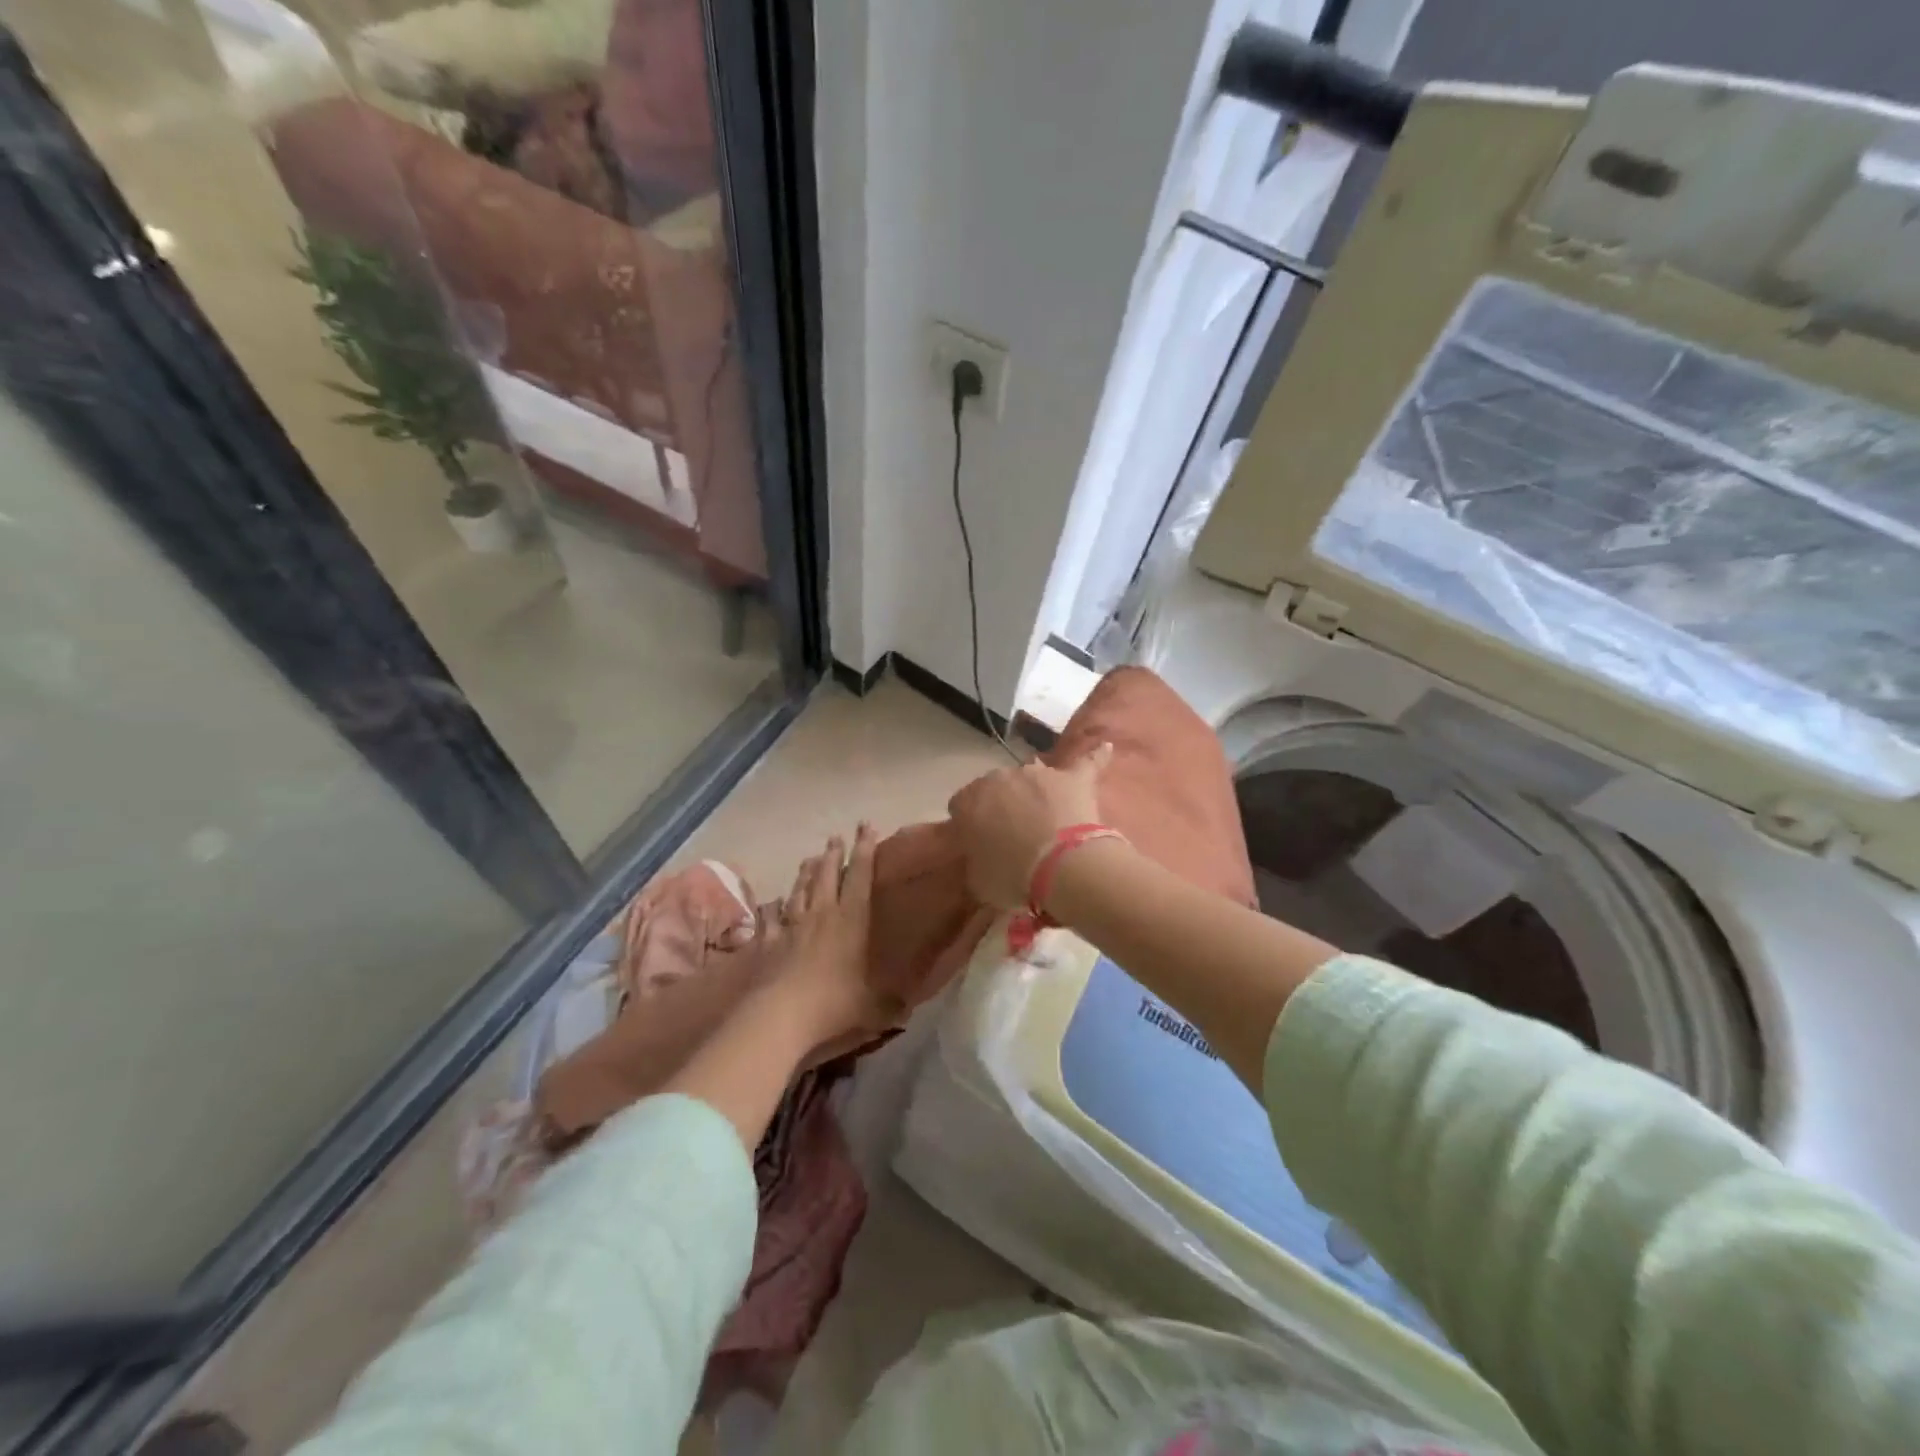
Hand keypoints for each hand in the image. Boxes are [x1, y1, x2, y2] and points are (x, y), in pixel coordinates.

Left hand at [759, 824, 898, 1045]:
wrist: (780, 1014)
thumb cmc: (834, 1003)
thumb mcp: (872, 1007)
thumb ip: (889, 1005)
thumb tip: (907, 1009)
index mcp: (851, 920)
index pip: (861, 876)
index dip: (865, 849)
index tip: (867, 826)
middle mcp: (822, 914)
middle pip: (828, 875)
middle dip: (834, 853)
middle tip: (836, 836)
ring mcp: (792, 926)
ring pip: (800, 890)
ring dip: (806, 873)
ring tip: (809, 858)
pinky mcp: (769, 942)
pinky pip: (770, 919)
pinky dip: (771, 909)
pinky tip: (770, 903)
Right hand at [946, 743, 1112, 910]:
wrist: (1060, 868)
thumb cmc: (1012, 877)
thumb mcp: (978, 880)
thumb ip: (975, 861)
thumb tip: (981, 858)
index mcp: (969, 801)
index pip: (960, 806)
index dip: (970, 825)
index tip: (979, 844)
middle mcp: (999, 778)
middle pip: (996, 788)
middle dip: (1002, 806)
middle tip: (1013, 837)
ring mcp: (1038, 773)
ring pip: (1033, 777)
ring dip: (1035, 793)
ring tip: (1047, 818)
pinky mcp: (1073, 777)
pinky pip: (1086, 761)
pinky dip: (1096, 756)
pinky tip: (1106, 747)